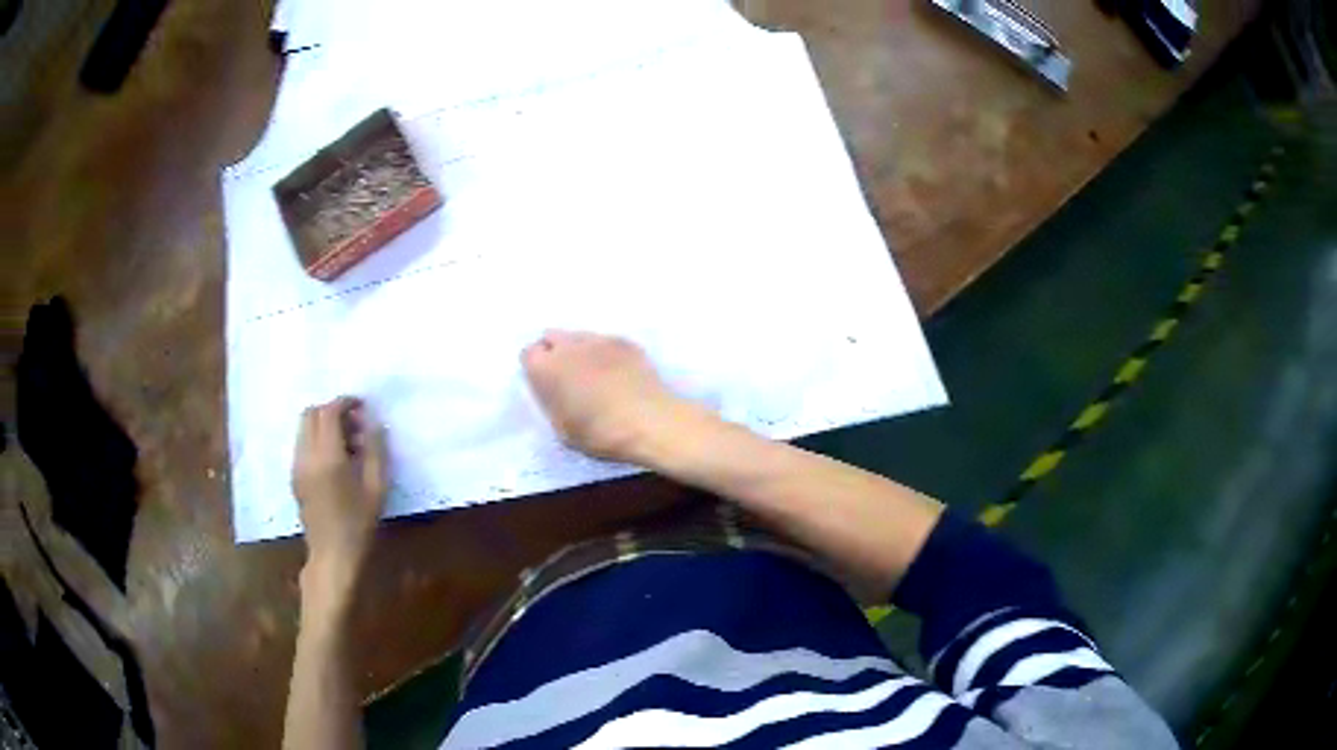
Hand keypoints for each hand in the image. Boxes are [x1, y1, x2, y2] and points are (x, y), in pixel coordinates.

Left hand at [292, 397, 387, 591]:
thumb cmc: (359, 524)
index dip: (345, 402)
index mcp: (327, 456)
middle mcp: (306, 455)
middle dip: (332, 410)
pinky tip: (336, 461)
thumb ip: (376, 451)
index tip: (362, 406)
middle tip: (355, 424)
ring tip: (348, 444)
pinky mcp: (295, 476)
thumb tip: (374, 423)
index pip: (329, 412)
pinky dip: (317, 440)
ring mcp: (297, 466)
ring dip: (324, 425)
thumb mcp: (377, 488)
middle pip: (311, 413)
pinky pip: (302, 444)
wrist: (332, 556)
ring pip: (304, 428)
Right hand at [522, 331, 685, 462]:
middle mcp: (568, 346)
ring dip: (580, 351)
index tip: (545, 384)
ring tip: (594, 375)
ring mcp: (599, 339)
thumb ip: (551, 402)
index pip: (528, 354)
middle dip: (555, 353)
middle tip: (567, 377)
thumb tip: (554, 391)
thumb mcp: (562, 428)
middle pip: (552, 337)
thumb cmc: (600, 433)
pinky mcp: (625, 342)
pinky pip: (606, 342)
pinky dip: (606, 354)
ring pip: (579, 337)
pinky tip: (618, 374)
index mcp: (546, 368)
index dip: (536, 368)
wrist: (649, 421)